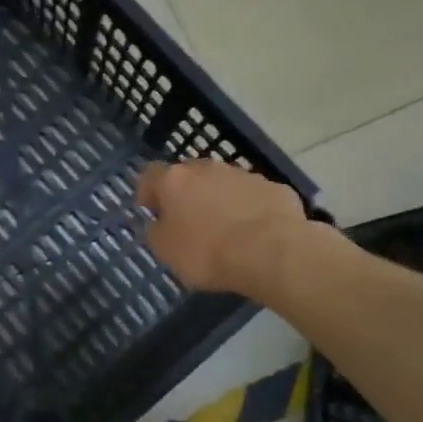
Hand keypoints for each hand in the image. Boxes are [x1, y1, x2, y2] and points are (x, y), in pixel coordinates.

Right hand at [137, 159, 309, 295]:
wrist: (272, 253)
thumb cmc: (207, 252)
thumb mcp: (166, 251)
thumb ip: (156, 232)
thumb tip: (159, 223)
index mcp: (175, 180)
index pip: (151, 175)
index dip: (148, 192)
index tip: (151, 211)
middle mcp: (207, 168)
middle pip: (189, 175)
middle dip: (186, 194)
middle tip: (188, 220)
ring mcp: (243, 175)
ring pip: (223, 183)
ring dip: (219, 200)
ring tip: (225, 230)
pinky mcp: (274, 188)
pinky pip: (253, 197)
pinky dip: (249, 210)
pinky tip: (255, 234)